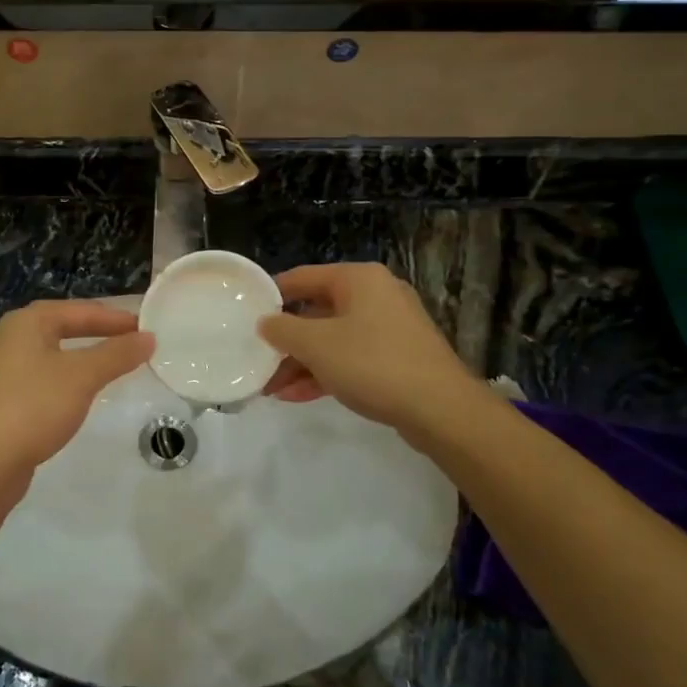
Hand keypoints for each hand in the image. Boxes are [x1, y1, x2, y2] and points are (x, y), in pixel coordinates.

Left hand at [0, 300, 152, 499]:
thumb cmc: (33, 407)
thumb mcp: (81, 377)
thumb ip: (116, 354)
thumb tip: (148, 338)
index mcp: (26, 323)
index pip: (79, 310)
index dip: (114, 318)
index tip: (145, 327)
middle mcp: (9, 340)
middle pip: (61, 327)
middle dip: (97, 333)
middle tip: (131, 341)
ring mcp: (1, 372)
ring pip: (51, 355)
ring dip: (82, 357)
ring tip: (111, 366)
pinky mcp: (0, 402)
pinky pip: (42, 380)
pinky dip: (65, 380)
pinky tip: (78, 396)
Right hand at [258, 264, 472, 438]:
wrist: (440, 409)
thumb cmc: (372, 364)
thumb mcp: (317, 345)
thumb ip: (283, 330)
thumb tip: (265, 322)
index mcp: (358, 279)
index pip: (303, 277)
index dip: (272, 295)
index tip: (246, 314)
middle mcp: (376, 295)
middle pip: (317, 310)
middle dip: (286, 340)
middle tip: (258, 359)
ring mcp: (389, 327)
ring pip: (333, 339)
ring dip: (301, 362)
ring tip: (270, 388)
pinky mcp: (397, 357)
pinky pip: (351, 357)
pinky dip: (325, 372)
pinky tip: (296, 395)